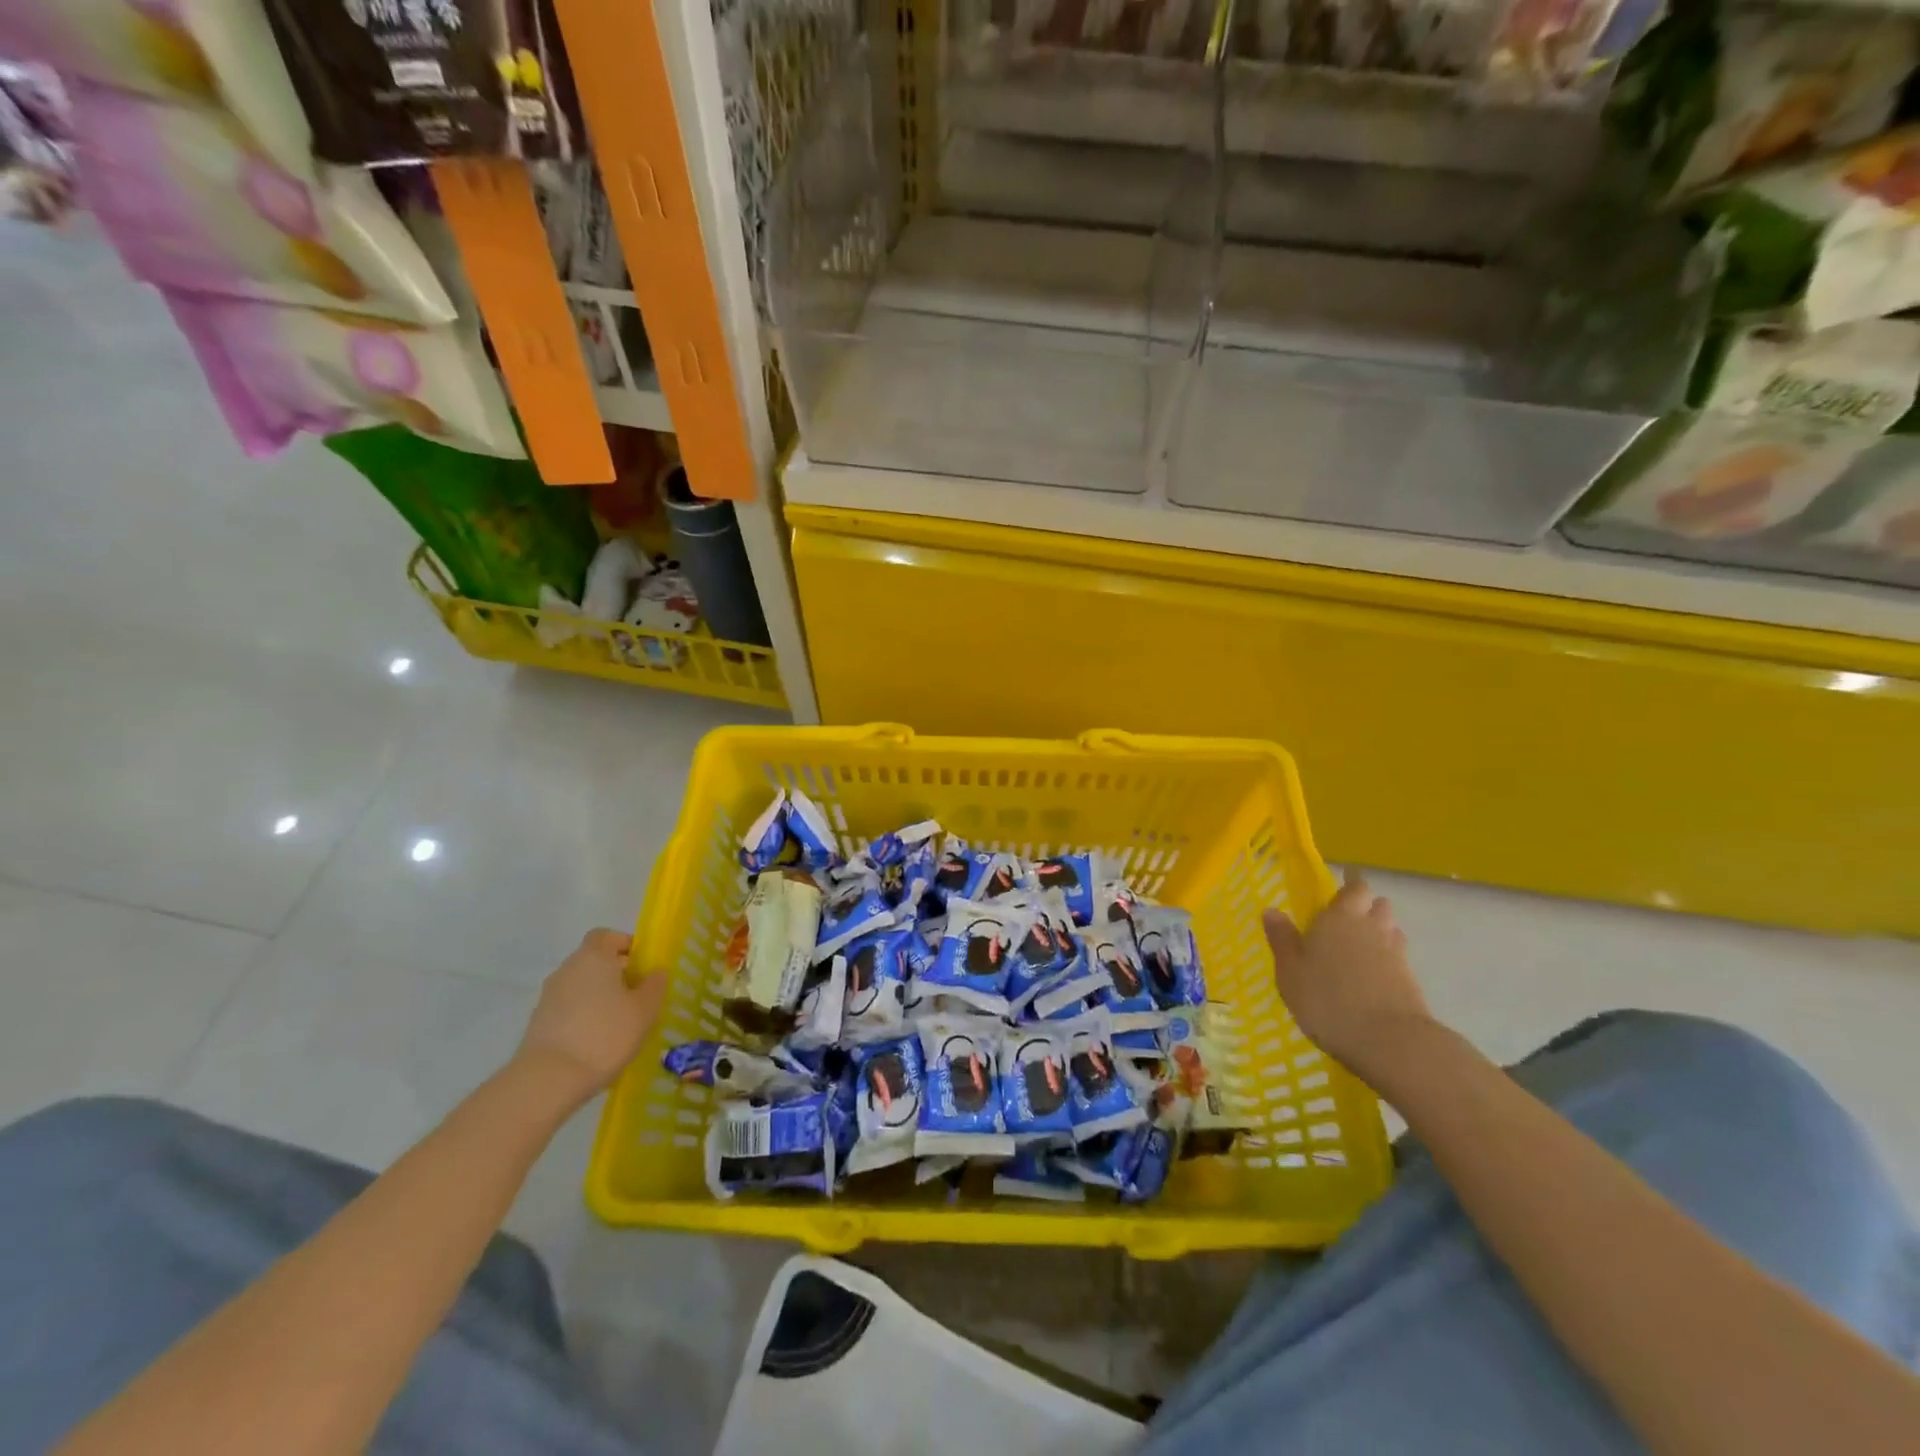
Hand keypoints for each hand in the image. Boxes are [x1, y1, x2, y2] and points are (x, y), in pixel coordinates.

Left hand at [516, 929, 666, 1104]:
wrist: (548, 1080)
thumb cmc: (605, 1035)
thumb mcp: (645, 1009)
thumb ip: (655, 985)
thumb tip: (656, 972)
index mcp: (593, 956)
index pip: (607, 935)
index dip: (626, 945)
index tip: (643, 966)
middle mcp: (567, 969)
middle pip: (594, 960)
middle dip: (616, 973)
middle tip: (638, 996)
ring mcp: (548, 997)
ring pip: (581, 986)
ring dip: (599, 996)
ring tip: (620, 1022)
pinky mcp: (538, 1023)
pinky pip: (568, 1008)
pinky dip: (584, 1016)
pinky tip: (598, 1041)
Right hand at [1264, 871, 1433, 1080]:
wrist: (1389, 1040)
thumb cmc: (1327, 999)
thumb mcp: (1290, 971)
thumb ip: (1282, 939)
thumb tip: (1272, 910)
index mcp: (1339, 917)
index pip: (1354, 888)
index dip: (1351, 883)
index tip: (1346, 880)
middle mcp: (1370, 927)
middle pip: (1378, 905)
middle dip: (1367, 905)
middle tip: (1349, 914)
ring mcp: (1395, 954)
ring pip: (1391, 929)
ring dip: (1380, 929)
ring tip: (1361, 943)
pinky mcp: (1410, 980)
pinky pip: (1397, 957)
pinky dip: (1387, 957)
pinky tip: (1373, 973)